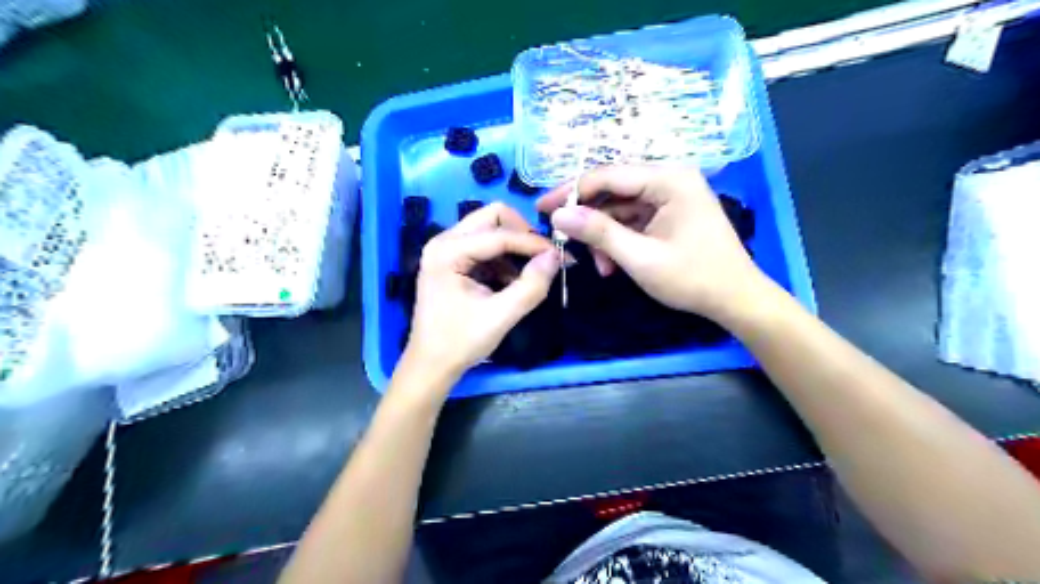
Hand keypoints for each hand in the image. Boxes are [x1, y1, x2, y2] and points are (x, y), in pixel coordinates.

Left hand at [401, 203, 559, 381]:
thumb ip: (531, 286)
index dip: (534, 243)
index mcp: (448, 251)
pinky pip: (485, 247)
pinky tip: (511, 284)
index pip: (500, 234)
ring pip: (491, 230)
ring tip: (528, 277)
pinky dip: (504, 260)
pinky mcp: (452, 261)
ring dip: (514, 249)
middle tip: (543, 258)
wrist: (431, 365)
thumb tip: (556, 257)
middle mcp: (444, 241)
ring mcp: (446, 249)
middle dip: (522, 235)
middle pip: (493, 217)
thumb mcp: (500, 316)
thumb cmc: (460, 342)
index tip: (562, 256)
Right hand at [540, 164, 765, 322]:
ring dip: (604, 235)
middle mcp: (669, 178)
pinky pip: (633, 220)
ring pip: (621, 208)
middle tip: (562, 237)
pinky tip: (612, 264)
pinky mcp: (669, 213)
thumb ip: (599, 232)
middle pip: (613, 190)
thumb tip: (558, 215)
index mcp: (668, 179)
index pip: (608, 176)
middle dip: (588, 218)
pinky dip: (619, 240)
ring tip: (599, 265)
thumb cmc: (692, 278)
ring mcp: (671, 196)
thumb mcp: (640, 257)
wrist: (735, 299)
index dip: (571, 192)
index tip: (542, 209)